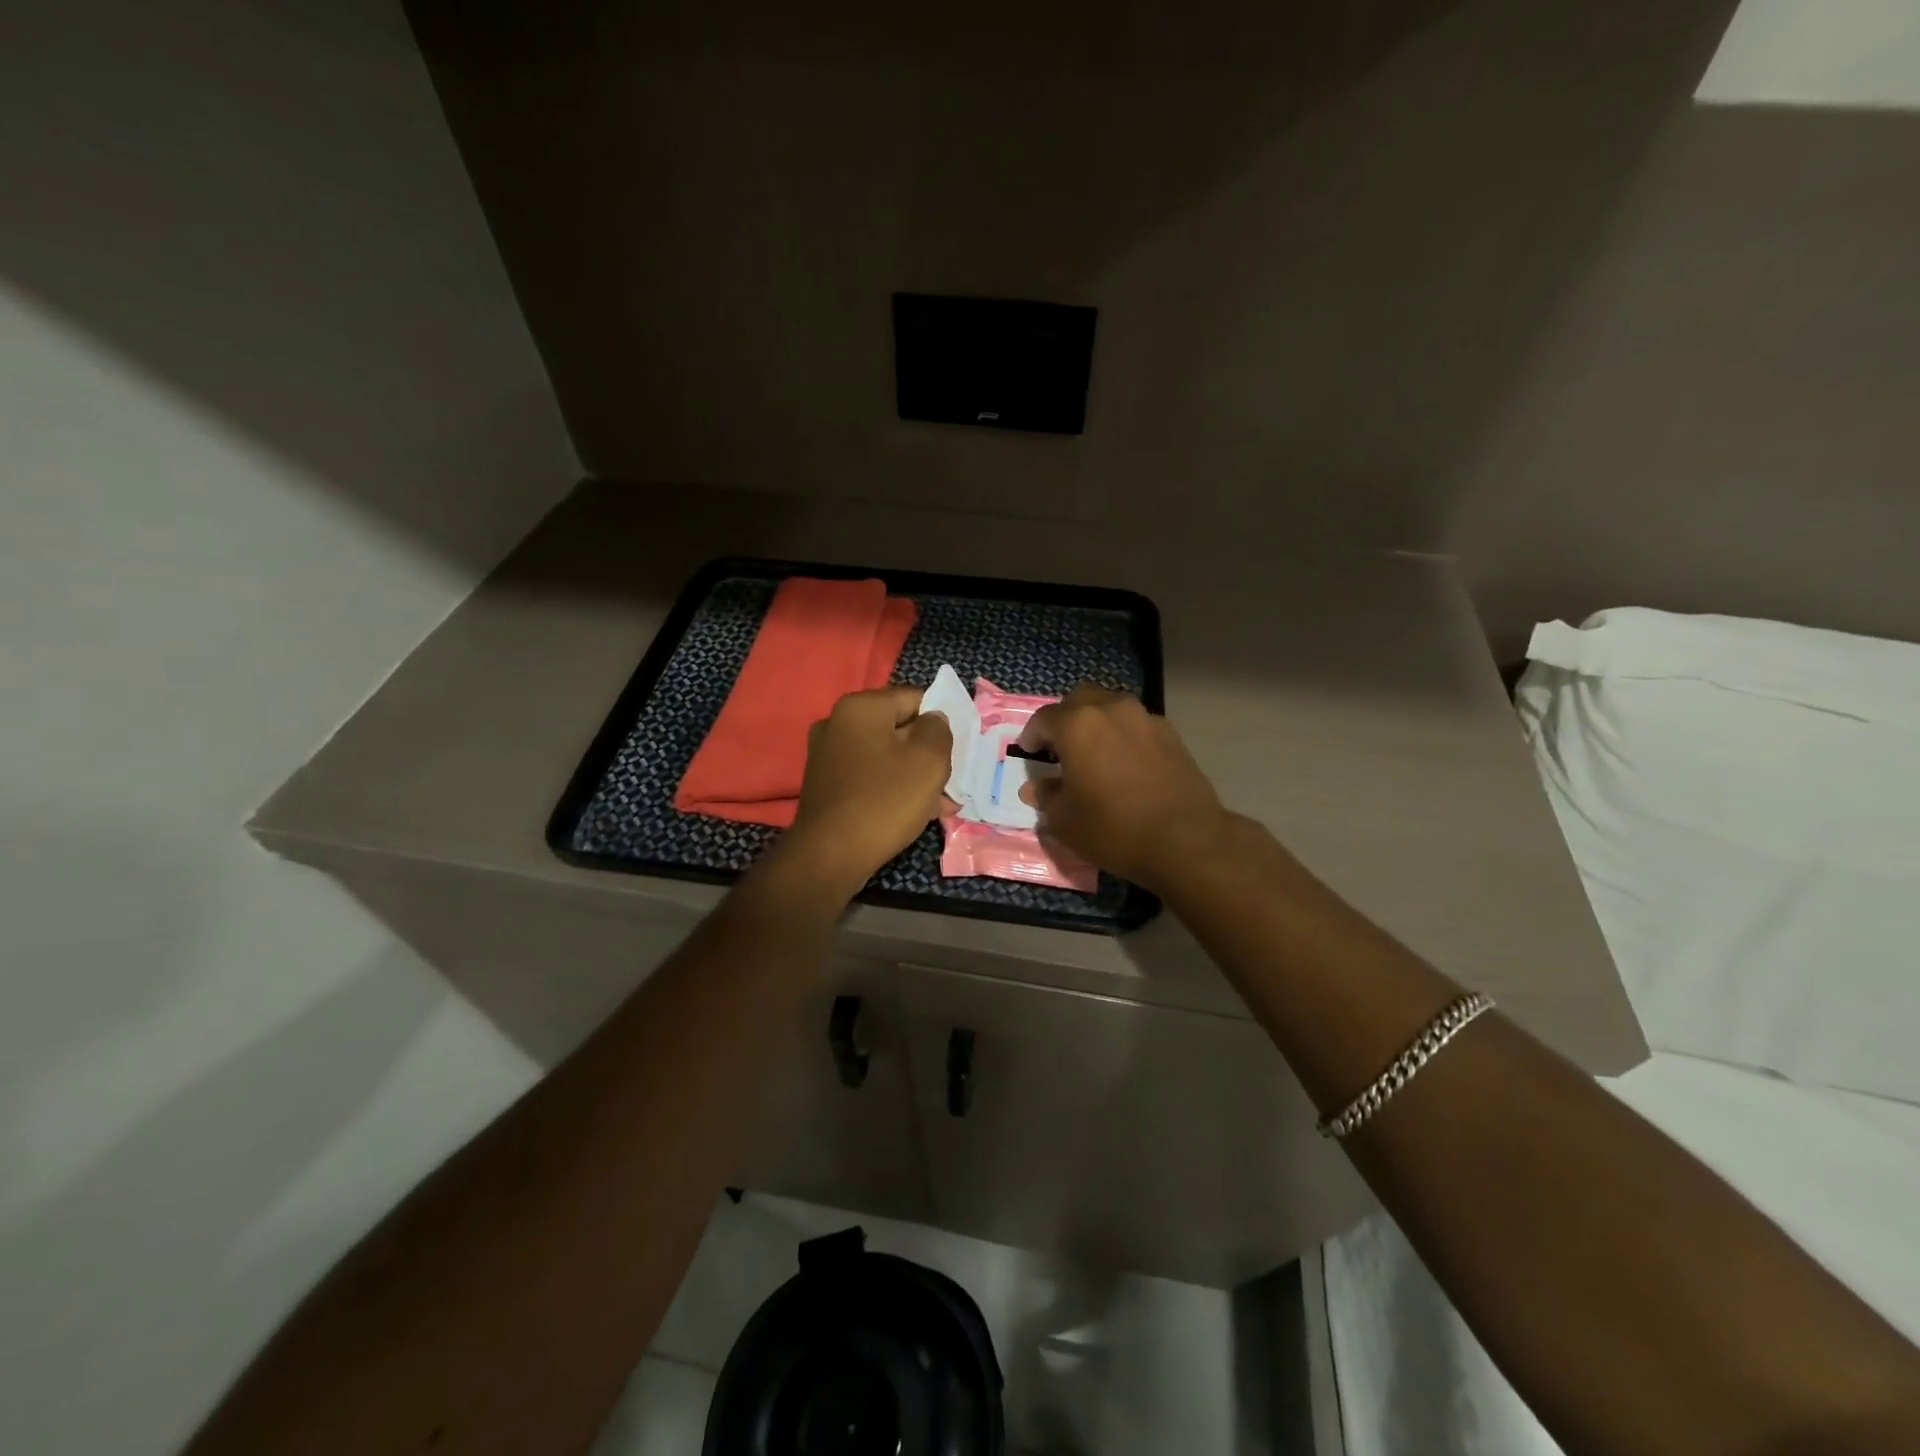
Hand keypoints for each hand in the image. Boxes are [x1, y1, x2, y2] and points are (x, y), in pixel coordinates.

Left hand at [784, 685, 952, 893]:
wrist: (830, 855)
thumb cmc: (885, 800)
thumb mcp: (929, 761)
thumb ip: (939, 731)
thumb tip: (933, 720)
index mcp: (861, 707)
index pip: (914, 698)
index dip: (941, 720)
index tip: (958, 747)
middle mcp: (838, 723)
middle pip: (899, 728)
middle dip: (928, 753)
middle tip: (951, 779)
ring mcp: (828, 755)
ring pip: (886, 756)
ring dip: (915, 775)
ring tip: (942, 803)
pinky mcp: (826, 785)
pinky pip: (870, 777)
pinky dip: (893, 788)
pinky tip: (918, 813)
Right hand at [1019, 686, 1231, 891]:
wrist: (1185, 840)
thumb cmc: (1113, 828)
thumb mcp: (1065, 821)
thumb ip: (1047, 797)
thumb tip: (1036, 788)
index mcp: (1077, 724)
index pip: (1044, 719)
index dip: (1032, 735)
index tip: (1028, 751)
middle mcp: (1111, 709)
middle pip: (1080, 700)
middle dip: (1065, 718)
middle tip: (1059, 746)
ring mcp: (1145, 718)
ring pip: (1111, 708)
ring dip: (1097, 723)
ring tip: (1093, 752)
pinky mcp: (1171, 734)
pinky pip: (1136, 725)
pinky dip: (1123, 736)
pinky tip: (1124, 763)